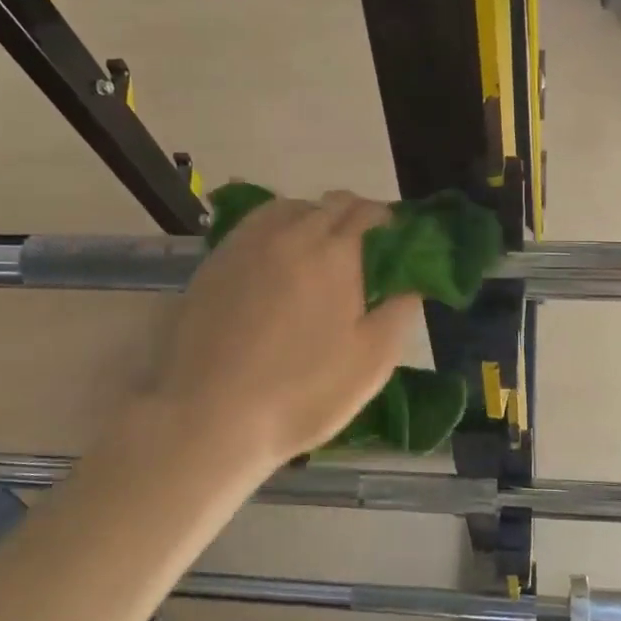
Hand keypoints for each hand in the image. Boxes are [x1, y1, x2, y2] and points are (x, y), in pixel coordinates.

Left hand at [155, 192, 419, 466]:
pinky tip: (277, 261)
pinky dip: (277, 231)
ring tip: (319, 254)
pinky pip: (256, 226)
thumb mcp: (372, 361)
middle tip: (363, 255)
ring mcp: (248, 243)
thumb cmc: (302, 393)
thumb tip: (411, 280)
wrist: (209, 416)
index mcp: (336, 252)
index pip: (370, 212)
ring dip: (314, 219)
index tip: (397, 247)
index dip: (390, 223)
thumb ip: (400, 310)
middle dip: (355, 218)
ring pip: (291, 208)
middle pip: (331, 204)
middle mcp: (292, 233)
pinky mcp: (216, 260)